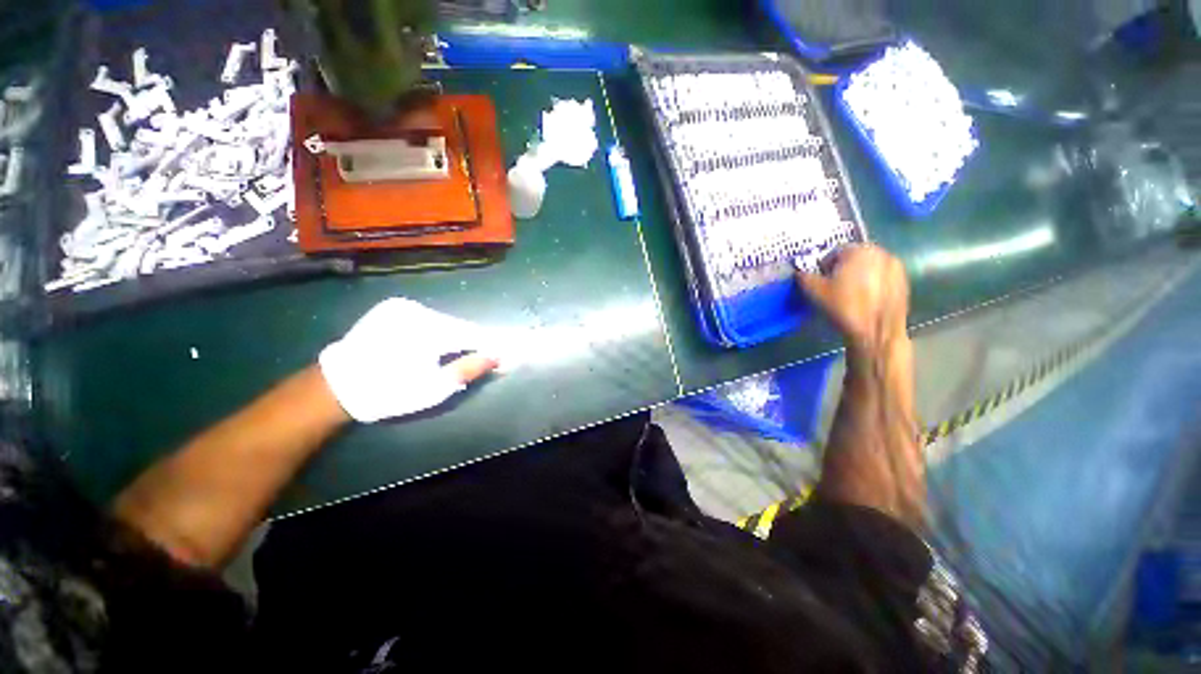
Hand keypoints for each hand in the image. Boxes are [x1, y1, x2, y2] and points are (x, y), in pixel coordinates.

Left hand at [319, 298, 498, 422]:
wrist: (338, 385)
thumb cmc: (390, 392)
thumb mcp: (434, 388)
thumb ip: (469, 369)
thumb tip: (498, 357)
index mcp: (428, 330)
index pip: (473, 334)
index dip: (490, 345)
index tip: (504, 355)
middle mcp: (417, 310)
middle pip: (458, 326)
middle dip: (472, 342)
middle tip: (483, 359)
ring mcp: (403, 306)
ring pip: (444, 321)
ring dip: (455, 336)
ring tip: (459, 354)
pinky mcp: (392, 307)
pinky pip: (427, 318)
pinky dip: (438, 330)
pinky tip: (435, 345)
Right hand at [795, 245, 909, 353]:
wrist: (877, 331)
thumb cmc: (843, 307)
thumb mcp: (814, 292)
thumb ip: (802, 277)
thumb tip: (798, 272)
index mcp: (858, 250)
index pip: (834, 252)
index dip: (824, 267)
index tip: (820, 282)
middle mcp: (880, 252)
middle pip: (854, 258)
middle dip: (843, 270)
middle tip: (833, 288)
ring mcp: (895, 267)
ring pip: (869, 268)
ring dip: (859, 277)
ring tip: (850, 296)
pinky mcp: (904, 282)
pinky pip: (882, 279)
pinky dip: (873, 285)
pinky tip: (865, 301)